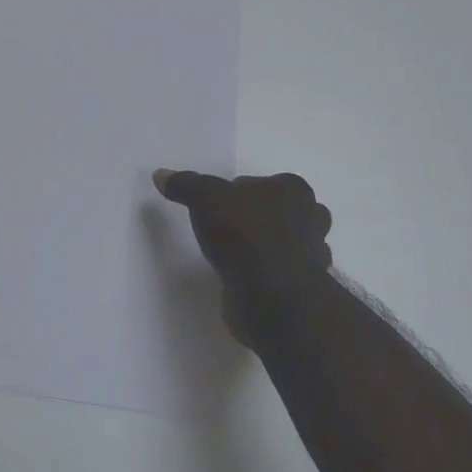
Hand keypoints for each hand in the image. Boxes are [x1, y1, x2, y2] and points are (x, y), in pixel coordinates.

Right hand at [153, 169, 332, 350]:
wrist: (272, 297)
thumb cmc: (245, 236)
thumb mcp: (205, 199)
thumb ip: (185, 185)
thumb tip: (160, 174)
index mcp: (294, 189)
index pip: (259, 183)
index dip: (236, 193)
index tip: (216, 207)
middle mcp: (311, 217)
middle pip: (276, 211)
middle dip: (256, 218)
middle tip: (225, 230)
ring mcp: (311, 254)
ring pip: (284, 242)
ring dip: (265, 247)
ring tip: (233, 256)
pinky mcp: (303, 286)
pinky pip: (280, 272)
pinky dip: (266, 274)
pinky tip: (244, 278)